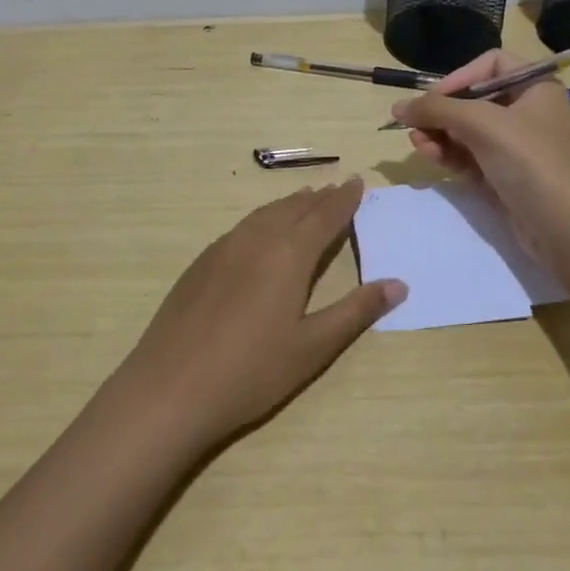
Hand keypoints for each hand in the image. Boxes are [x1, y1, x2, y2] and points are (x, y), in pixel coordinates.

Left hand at [117, 179, 405, 451]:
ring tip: (304, 200)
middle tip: (337, 188)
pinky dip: (261, 219)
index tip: (357, 182)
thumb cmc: (251, 371)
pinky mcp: (200, 264)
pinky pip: (241, 228)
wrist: (170, 388)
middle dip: (318, 197)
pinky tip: (260, 232)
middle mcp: (256, 239)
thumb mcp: (313, 347)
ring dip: (288, 205)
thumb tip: (399, 284)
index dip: (344, 199)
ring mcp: (223, 249)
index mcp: (288, 254)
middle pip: (293, 208)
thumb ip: (355, 311)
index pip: (324, 216)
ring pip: (263, 214)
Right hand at [391, 50, 569, 263]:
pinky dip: (449, 154)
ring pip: (468, 131)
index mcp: (536, 88)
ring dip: (439, 134)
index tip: (434, 98)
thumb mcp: (482, 123)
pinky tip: (428, 154)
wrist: (566, 228)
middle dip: (442, 111)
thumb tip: (396, 106)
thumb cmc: (530, 160)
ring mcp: (517, 147)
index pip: (491, 64)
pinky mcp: (505, 176)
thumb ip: (437, 109)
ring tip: (415, 142)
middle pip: (474, 100)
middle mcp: (528, 112)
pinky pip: (471, 157)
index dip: (460, 77)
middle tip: (413, 123)